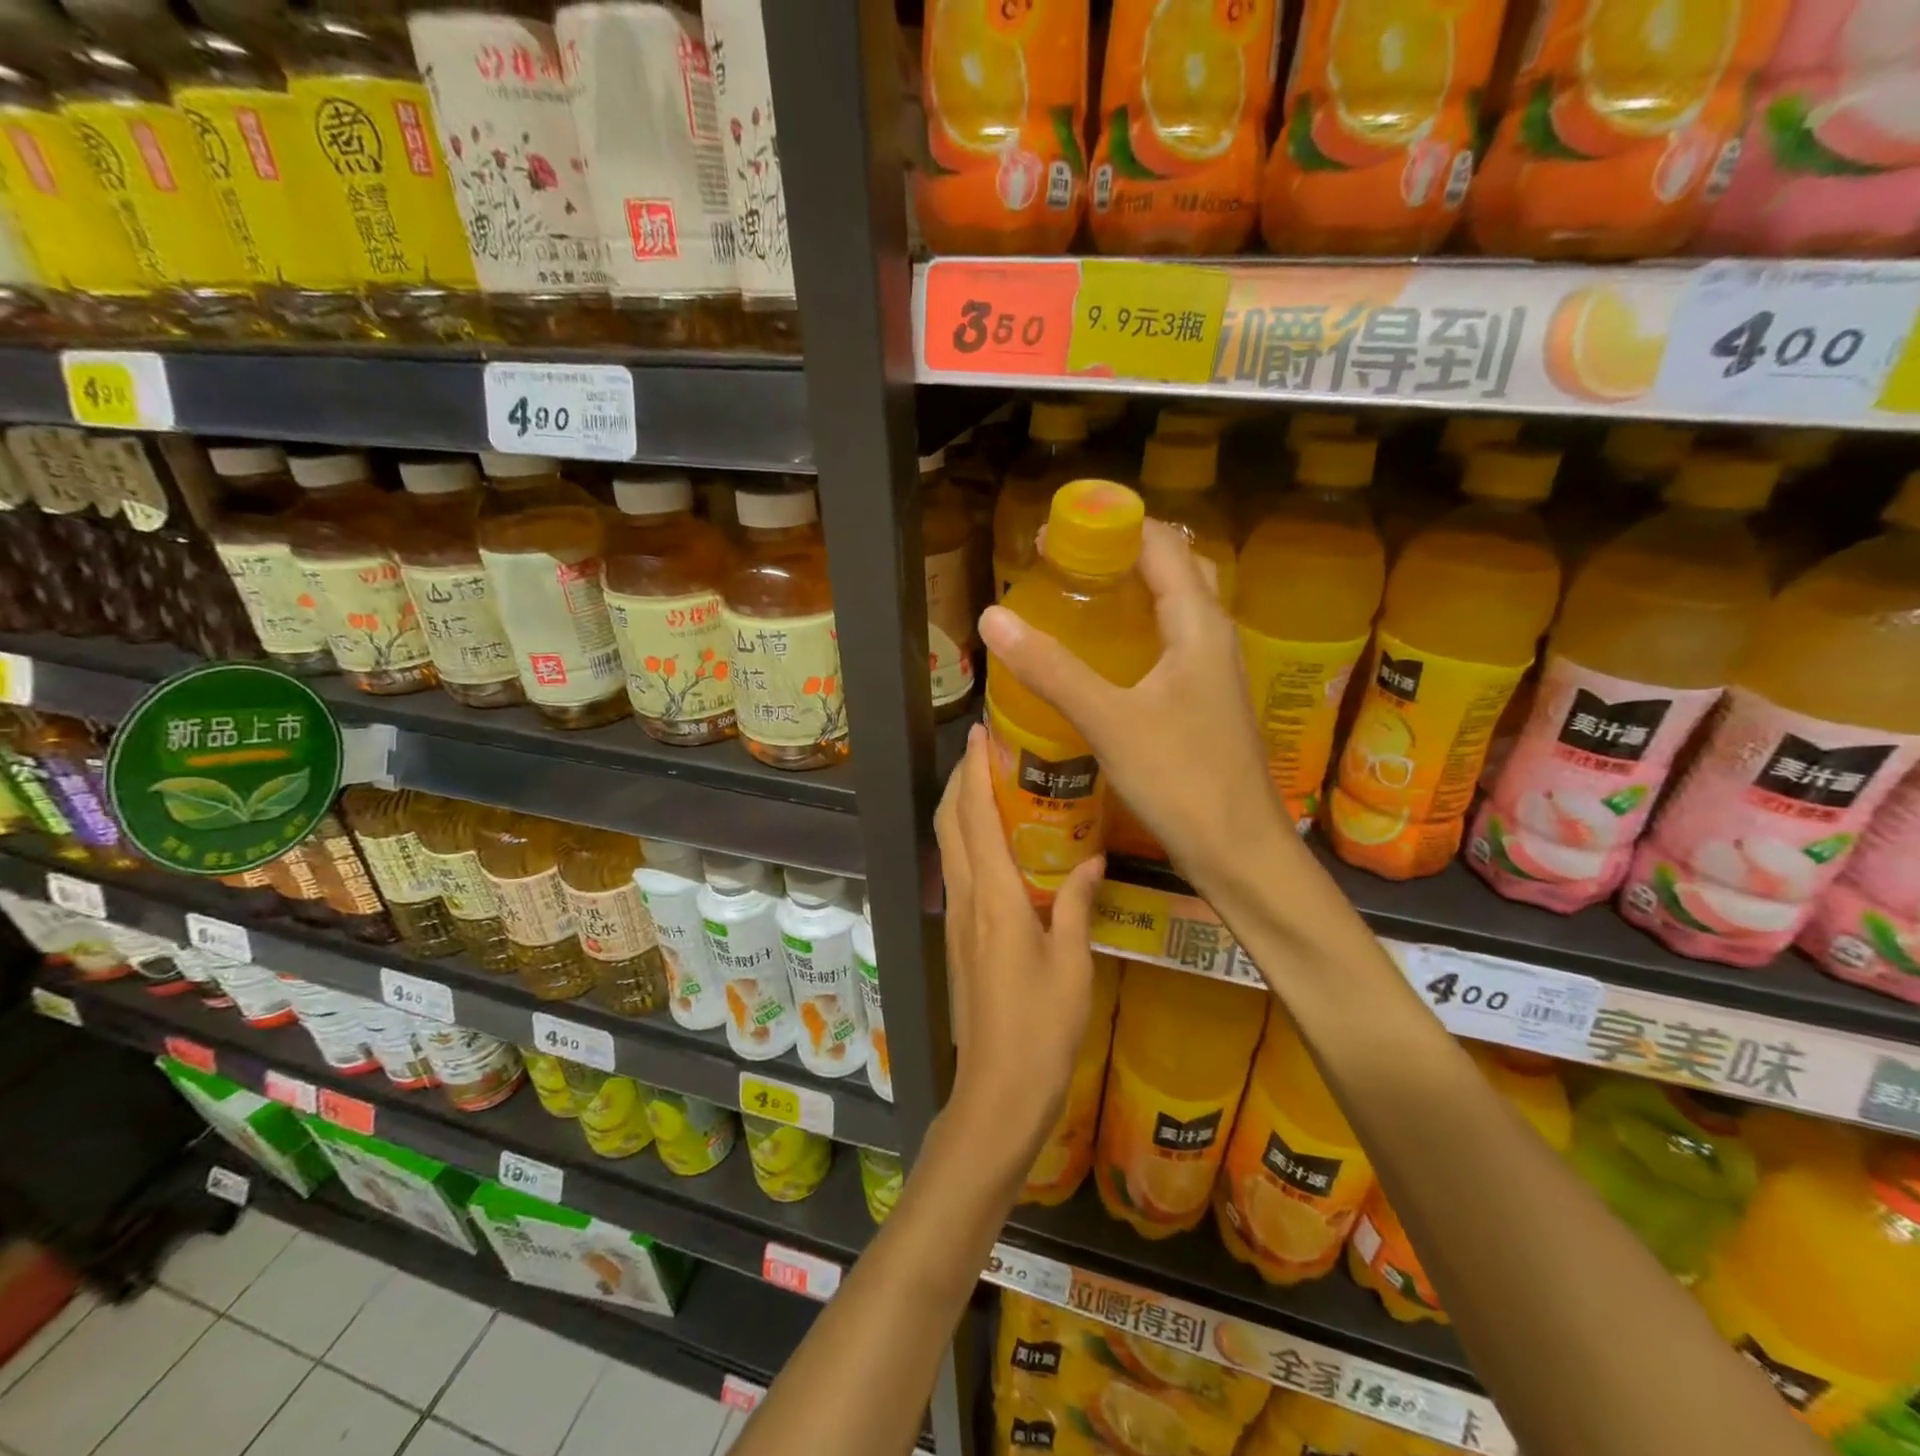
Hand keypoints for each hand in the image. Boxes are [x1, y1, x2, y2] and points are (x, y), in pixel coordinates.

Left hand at [935, 723, 1102, 1166]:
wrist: (998, 1090)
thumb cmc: (1042, 1028)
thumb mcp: (1073, 963)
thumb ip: (1076, 904)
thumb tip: (1092, 859)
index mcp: (994, 897)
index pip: (976, 818)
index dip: (974, 772)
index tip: (982, 735)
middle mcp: (967, 898)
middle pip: (950, 824)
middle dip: (960, 781)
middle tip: (987, 752)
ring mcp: (957, 919)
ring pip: (948, 847)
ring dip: (959, 809)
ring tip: (988, 784)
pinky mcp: (959, 938)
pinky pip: (958, 872)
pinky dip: (966, 841)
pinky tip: (994, 843)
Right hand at [978, 519, 1289, 890]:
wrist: (1239, 852)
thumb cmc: (1182, 780)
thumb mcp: (1109, 721)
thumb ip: (1052, 669)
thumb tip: (993, 617)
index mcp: (1199, 624)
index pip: (1161, 543)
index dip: (1110, 526)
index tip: (1054, 536)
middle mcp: (1213, 636)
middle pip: (1173, 569)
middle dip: (1121, 554)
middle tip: (1065, 565)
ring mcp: (1213, 671)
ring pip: (1174, 609)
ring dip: (1131, 592)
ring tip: (1076, 600)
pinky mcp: (1204, 702)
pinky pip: (1170, 646)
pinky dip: (1136, 633)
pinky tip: (1102, 659)